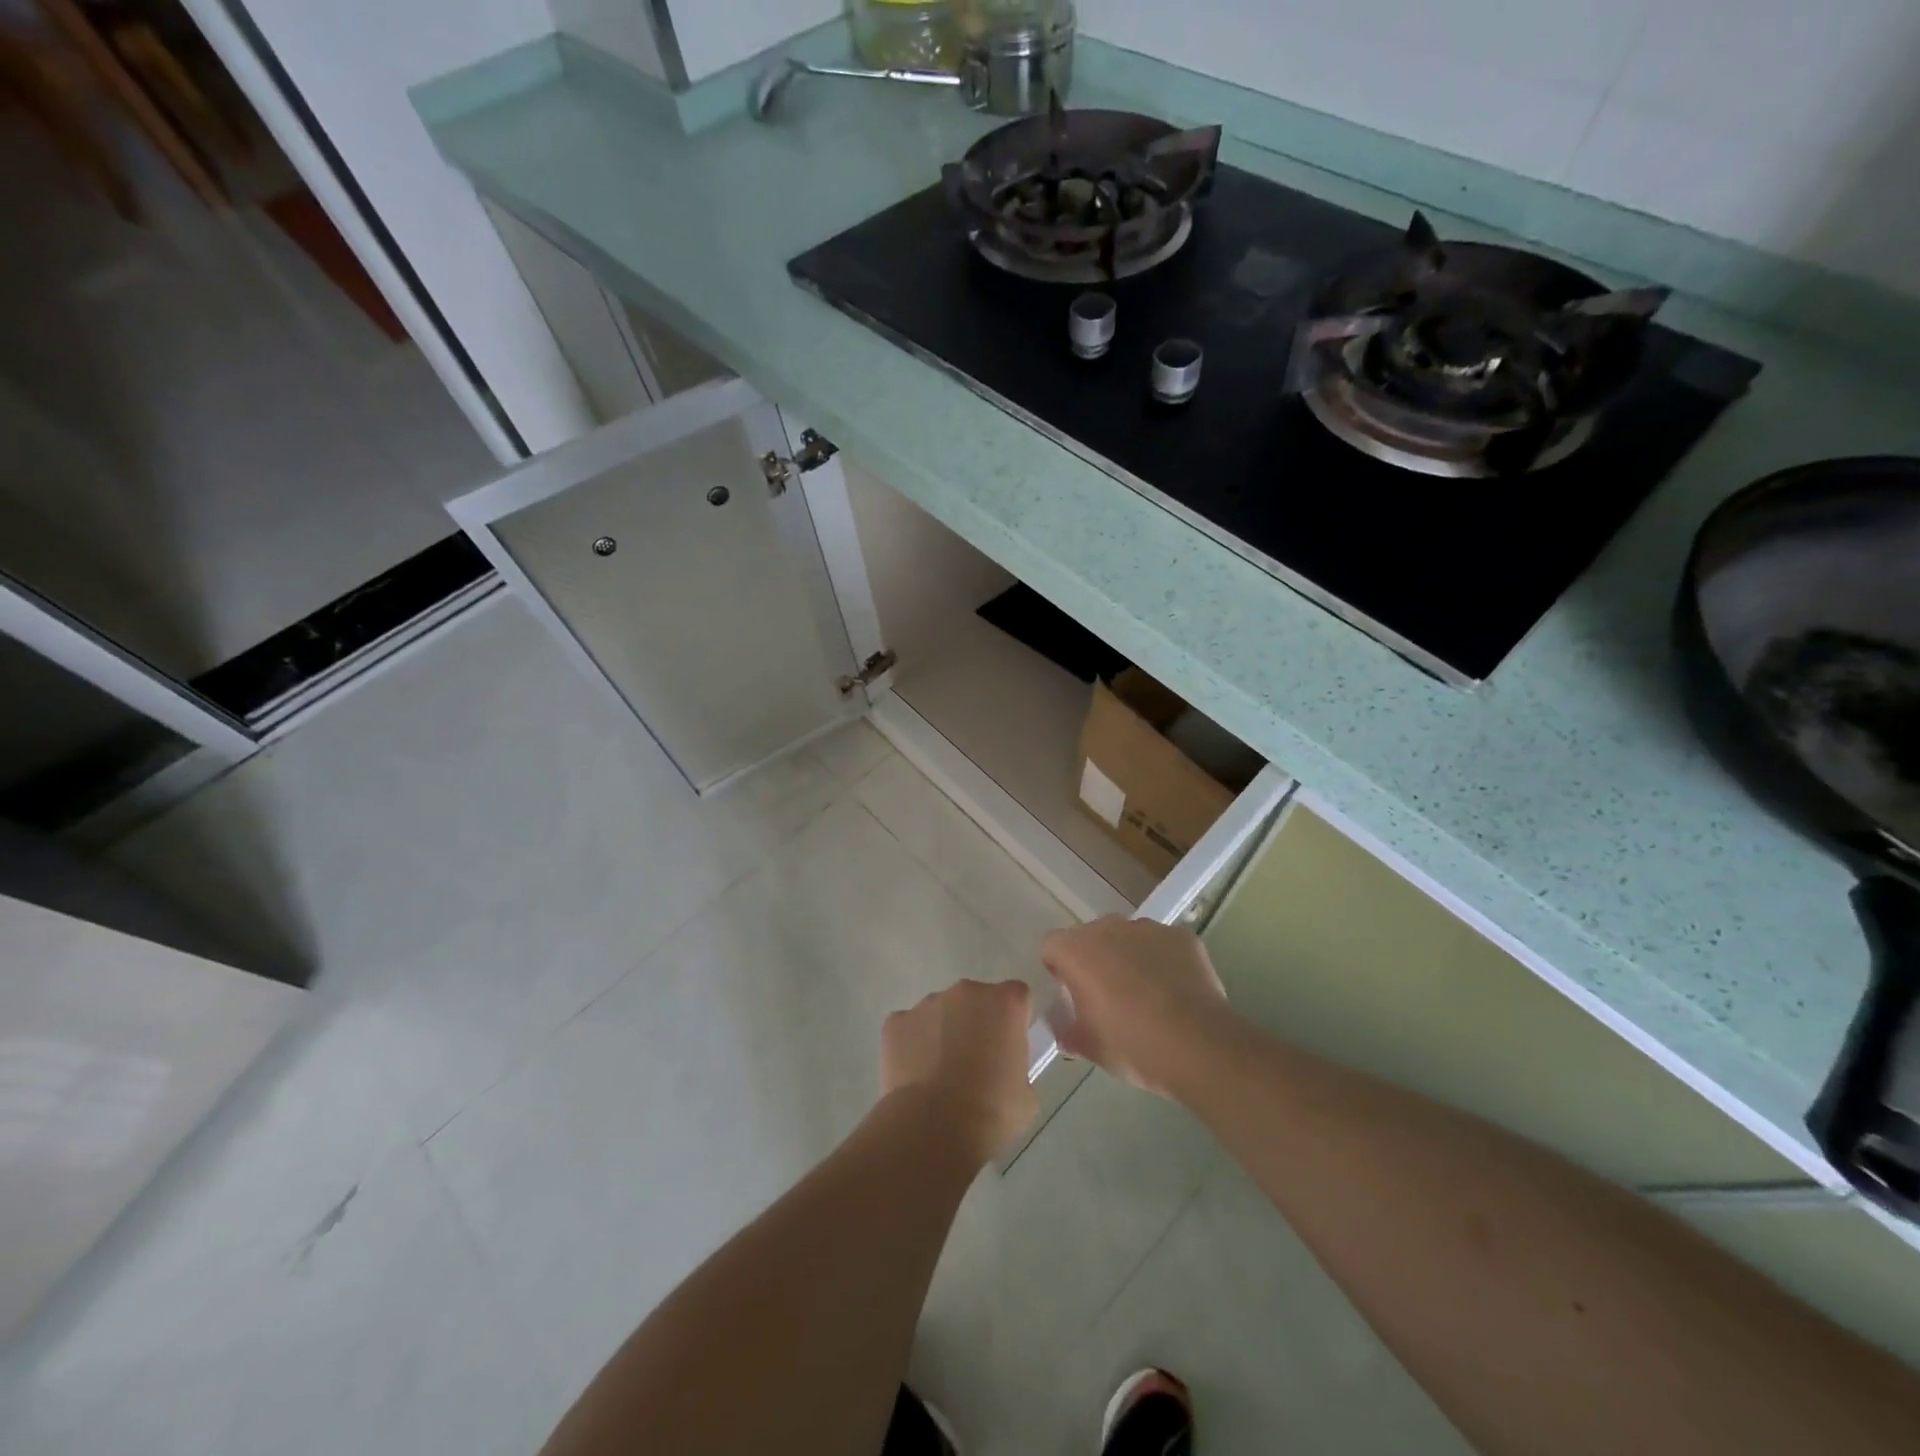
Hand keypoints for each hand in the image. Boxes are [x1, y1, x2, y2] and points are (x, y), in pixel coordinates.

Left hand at [881, 979, 1038, 1163]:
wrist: (934, 1128)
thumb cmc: (991, 1112)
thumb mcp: (1026, 1096)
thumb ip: (1017, 1068)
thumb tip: (1003, 1071)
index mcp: (1005, 1003)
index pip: (1017, 997)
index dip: (1014, 1021)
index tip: (1010, 1047)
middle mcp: (967, 992)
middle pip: (977, 999)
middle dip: (978, 1023)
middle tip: (977, 1062)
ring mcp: (928, 1003)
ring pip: (941, 1011)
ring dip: (944, 1031)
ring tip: (941, 1073)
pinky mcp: (896, 1022)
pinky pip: (909, 1027)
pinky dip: (912, 1044)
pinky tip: (916, 1076)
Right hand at [1040, 917, 1230, 1096]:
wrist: (1198, 1046)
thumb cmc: (1131, 1045)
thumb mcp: (1088, 1046)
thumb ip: (1068, 1029)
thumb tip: (1067, 1026)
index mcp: (1076, 950)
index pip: (1052, 947)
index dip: (1059, 970)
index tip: (1071, 996)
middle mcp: (1108, 928)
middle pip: (1090, 938)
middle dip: (1094, 961)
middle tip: (1107, 998)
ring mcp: (1147, 928)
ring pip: (1127, 938)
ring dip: (1128, 957)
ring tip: (1145, 996)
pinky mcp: (1181, 936)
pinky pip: (1161, 945)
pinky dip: (1162, 961)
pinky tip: (1174, 992)